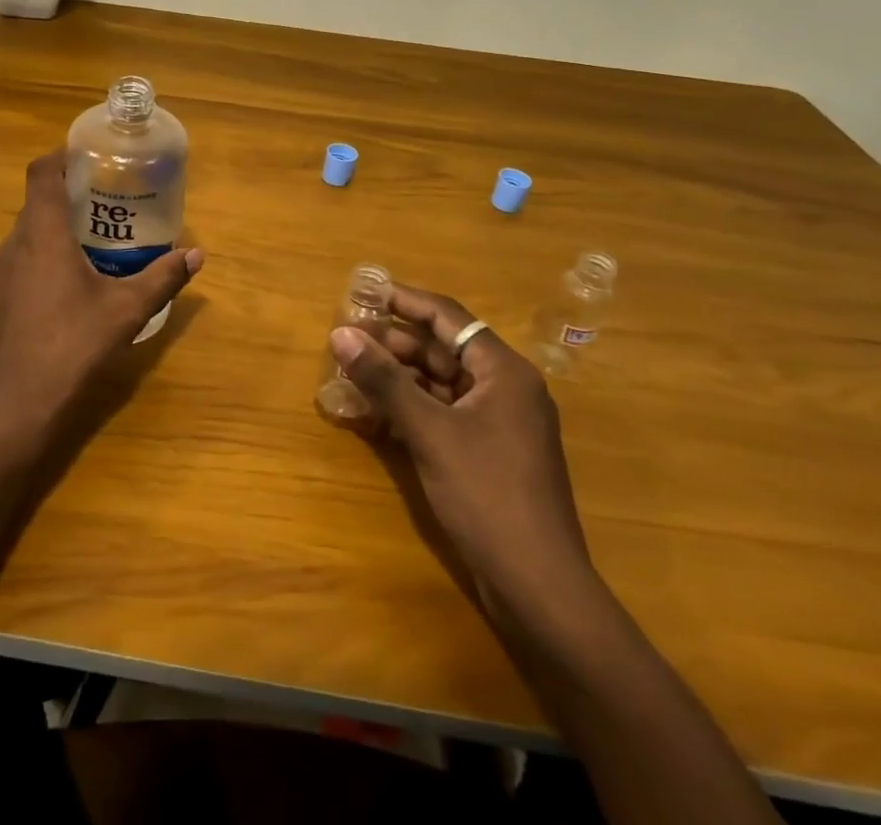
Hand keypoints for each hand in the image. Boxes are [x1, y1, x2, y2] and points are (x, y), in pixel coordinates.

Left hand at [0, 152, 202, 449]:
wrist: (18, 406)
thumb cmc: (73, 346)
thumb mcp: (127, 310)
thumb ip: (163, 277)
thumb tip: (196, 254)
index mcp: (42, 234)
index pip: (41, 173)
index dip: (62, 155)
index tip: (90, 155)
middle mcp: (15, 244)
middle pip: (37, 200)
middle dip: (70, 191)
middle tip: (109, 195)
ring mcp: (2, 273)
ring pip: (29, 231)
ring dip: (58, 224)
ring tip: (97, 233)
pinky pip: (24, 257)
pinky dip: (47, 251)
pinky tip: (74, 278)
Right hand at [330, 285, 592, 619]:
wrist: (539, 587)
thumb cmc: (487, 495)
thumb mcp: (429, 432)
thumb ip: (384, 380)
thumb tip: (341, 334)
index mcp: (503, 371)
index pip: (449, 317)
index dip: (405, 301)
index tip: (364, 294)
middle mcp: (505, 388)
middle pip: (443, 349)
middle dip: (395, 344)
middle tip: (347, 340)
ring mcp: (499, 422)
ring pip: (441, 383)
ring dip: (399, 378)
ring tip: (353, 373)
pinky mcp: (490, 452)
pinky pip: (445, 413)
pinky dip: (413, 409)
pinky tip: (376, 414)